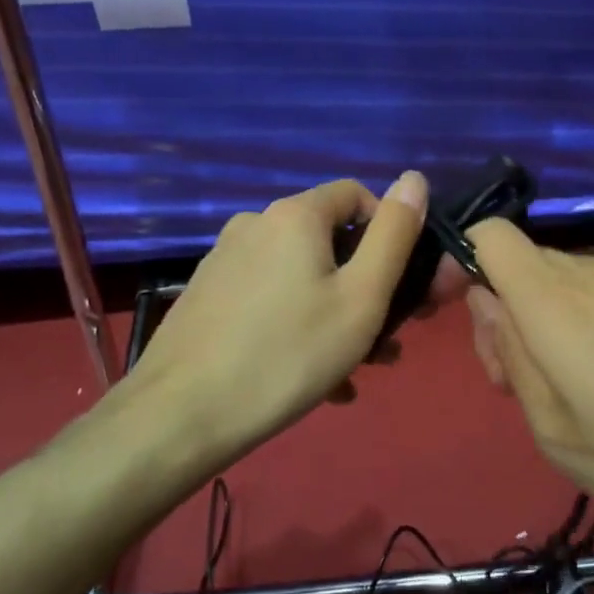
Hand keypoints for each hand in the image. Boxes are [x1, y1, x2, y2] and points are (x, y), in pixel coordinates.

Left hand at [126, 173, 429, 463]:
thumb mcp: (361, 297)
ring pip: (298, 276)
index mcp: (295, 215)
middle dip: (364, 285)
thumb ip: (394, 235)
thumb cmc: (288, 354)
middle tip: (387, 338)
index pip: (356, 194)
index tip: (401, 284)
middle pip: (327, 240)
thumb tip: (414, 178)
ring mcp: (225, 259)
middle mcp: (255, 224)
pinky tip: (312, 379)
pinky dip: (296, 325)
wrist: (180, 415)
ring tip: (354, 370)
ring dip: (334, 313)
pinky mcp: (207, 294)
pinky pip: (268, 299)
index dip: (388, 231)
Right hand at [463, 219, 593, 575]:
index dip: (463, 260)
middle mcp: (588, 273)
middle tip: (514, 381)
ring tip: (560, 391)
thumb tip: (487, 302)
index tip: (460, 313)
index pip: (491, 234)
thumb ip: (510, 354)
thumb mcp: (554, 429)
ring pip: (553, 279)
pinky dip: (573, 322)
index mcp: (553, 300)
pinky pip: (590, 293)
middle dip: (499, 308)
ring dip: (536, 319)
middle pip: (518, 261)